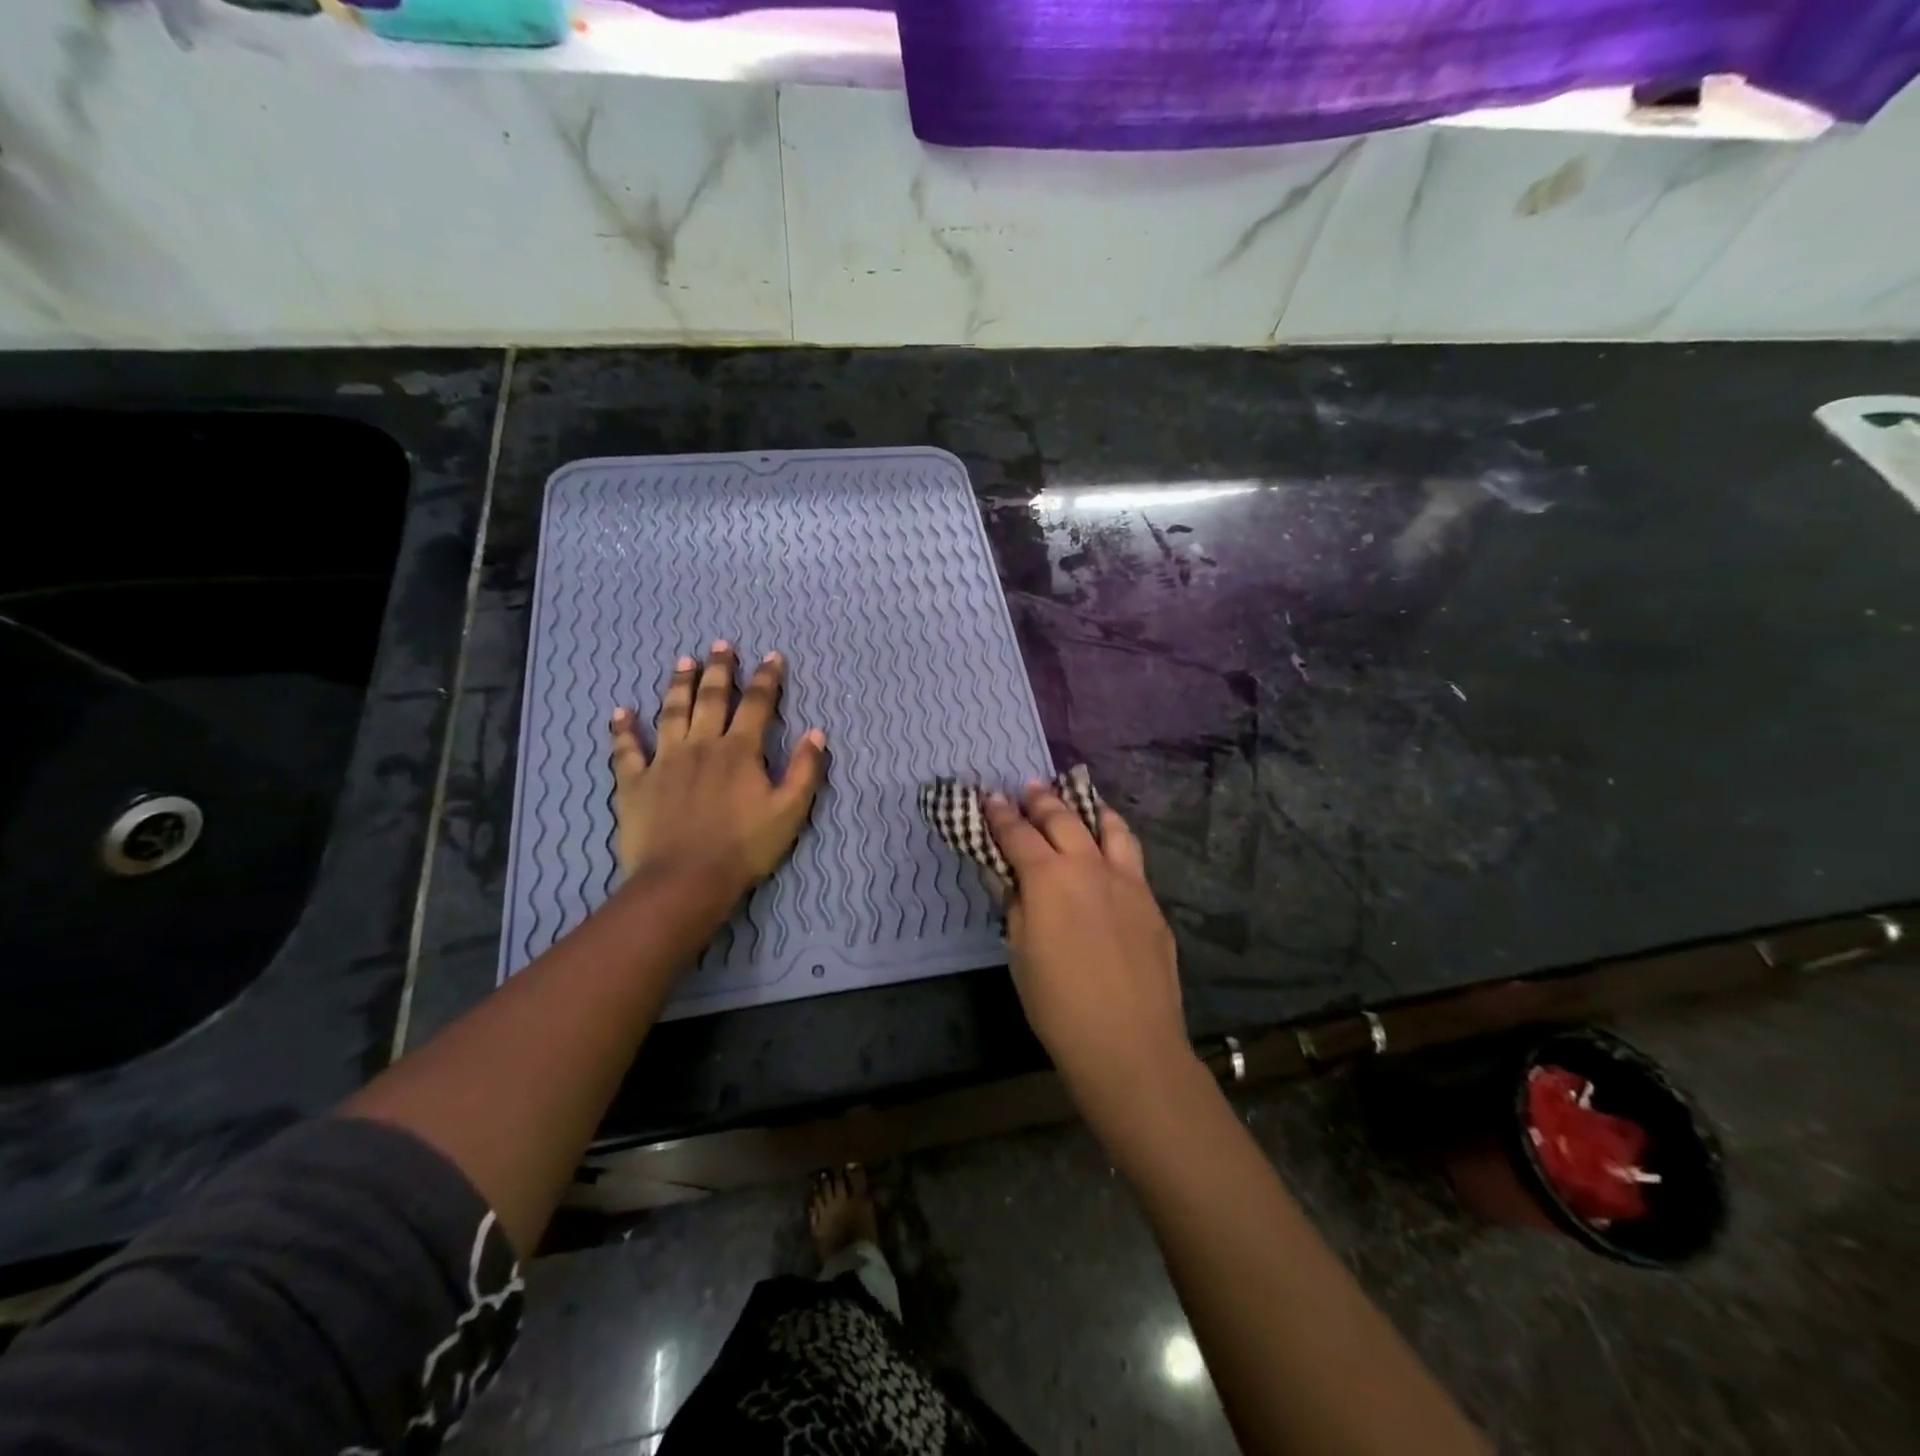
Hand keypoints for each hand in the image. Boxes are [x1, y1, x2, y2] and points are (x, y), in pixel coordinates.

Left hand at [608, 641, 826, 898]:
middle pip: (711, 698)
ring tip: (682, 661)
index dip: (767, 678)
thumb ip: (805, 770)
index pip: (757, 704)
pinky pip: (626, 750)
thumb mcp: (790, 812)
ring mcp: (664, 761)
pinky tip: (620, 712)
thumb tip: (817, 733)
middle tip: (721, 645)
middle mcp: (701, 745)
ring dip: (678, 685)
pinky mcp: (635, 782)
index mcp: (739, 751)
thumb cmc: (743, 848)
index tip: (772, 656)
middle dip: (719, 669)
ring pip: (671, 713)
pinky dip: (622, 730)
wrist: (684, 880)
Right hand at [983, 785, 1190, 1098]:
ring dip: (1088, 809)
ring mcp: (1127, 881)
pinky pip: (1132, 856)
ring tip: (1079, 802)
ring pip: (1109, 827)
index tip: (990, 798)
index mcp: (1049, 878)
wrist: (1128, 1043)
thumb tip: (1008, 877)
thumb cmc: (1058, 1004)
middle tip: (1029, 788)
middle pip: (1063, 820)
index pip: (1018, 835)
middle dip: (1042, 800)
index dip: (1001, 815)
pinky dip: (1115, 839)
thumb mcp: (1019, 953)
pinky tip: (1110, 849)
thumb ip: (1014, 905)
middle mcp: (1089, 866)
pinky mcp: (1151, 901)